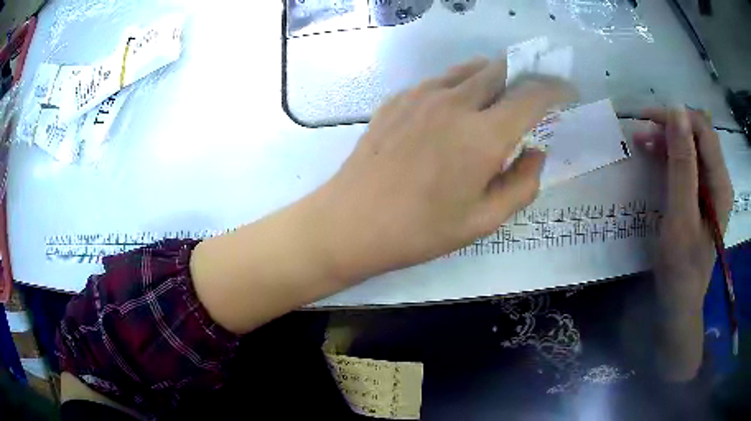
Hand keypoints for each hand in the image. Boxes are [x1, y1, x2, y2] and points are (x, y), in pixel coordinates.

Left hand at [315, 58, 575, 280]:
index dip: (556, 89)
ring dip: (494, 76)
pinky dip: (460, 85)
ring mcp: (422, 95)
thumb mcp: (483, 220)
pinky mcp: (398, 98)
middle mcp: (455, 103)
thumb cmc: (420, 230)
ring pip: (470, 69)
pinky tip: (457, 106)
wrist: (351, 222)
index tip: (568, 92)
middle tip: (535, 93)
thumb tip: (536, 152)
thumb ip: (522, 184)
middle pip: (501, 70)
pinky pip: (440, 80)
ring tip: (501, 95)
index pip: (533, 95)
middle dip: (526, 75)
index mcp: (483, 135)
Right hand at [634, 107, 732, 313]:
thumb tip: (676, 112)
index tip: (647, 119)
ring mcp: (710, 189)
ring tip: (642, 143)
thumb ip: (682, 165)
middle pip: (698, 136)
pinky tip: (654, 158)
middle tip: (641, 133)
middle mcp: (719, 181)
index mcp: (720, 184)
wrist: (678, 303)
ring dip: (668, 140)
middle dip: (670, 128)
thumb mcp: (681, 216)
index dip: (677, 118)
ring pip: (691, 148)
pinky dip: (669, 156)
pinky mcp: (700, 197)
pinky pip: (687, 165)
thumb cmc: (680, 267)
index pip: (703, 131)